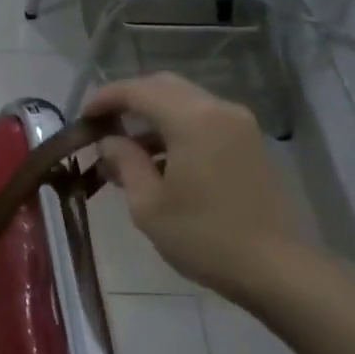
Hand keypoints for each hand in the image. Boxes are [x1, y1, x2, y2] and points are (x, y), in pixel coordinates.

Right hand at [84, 73, 309, 305]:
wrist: (272, 266)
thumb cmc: (203, 237)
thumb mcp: (148, 204)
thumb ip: (125, 162)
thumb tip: (109, 141)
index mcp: (193, 120)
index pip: (140, 91)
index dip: (106, 98)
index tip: (83, 116)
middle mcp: (219, 110)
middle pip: (165, 87)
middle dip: (129, 100)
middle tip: (101, 124)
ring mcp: (239, 125)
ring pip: (185, 102)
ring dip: (152, 116)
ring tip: (124, 149)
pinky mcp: (248, 143)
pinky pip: (203, 120)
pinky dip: (175, 129)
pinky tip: (157, 160)